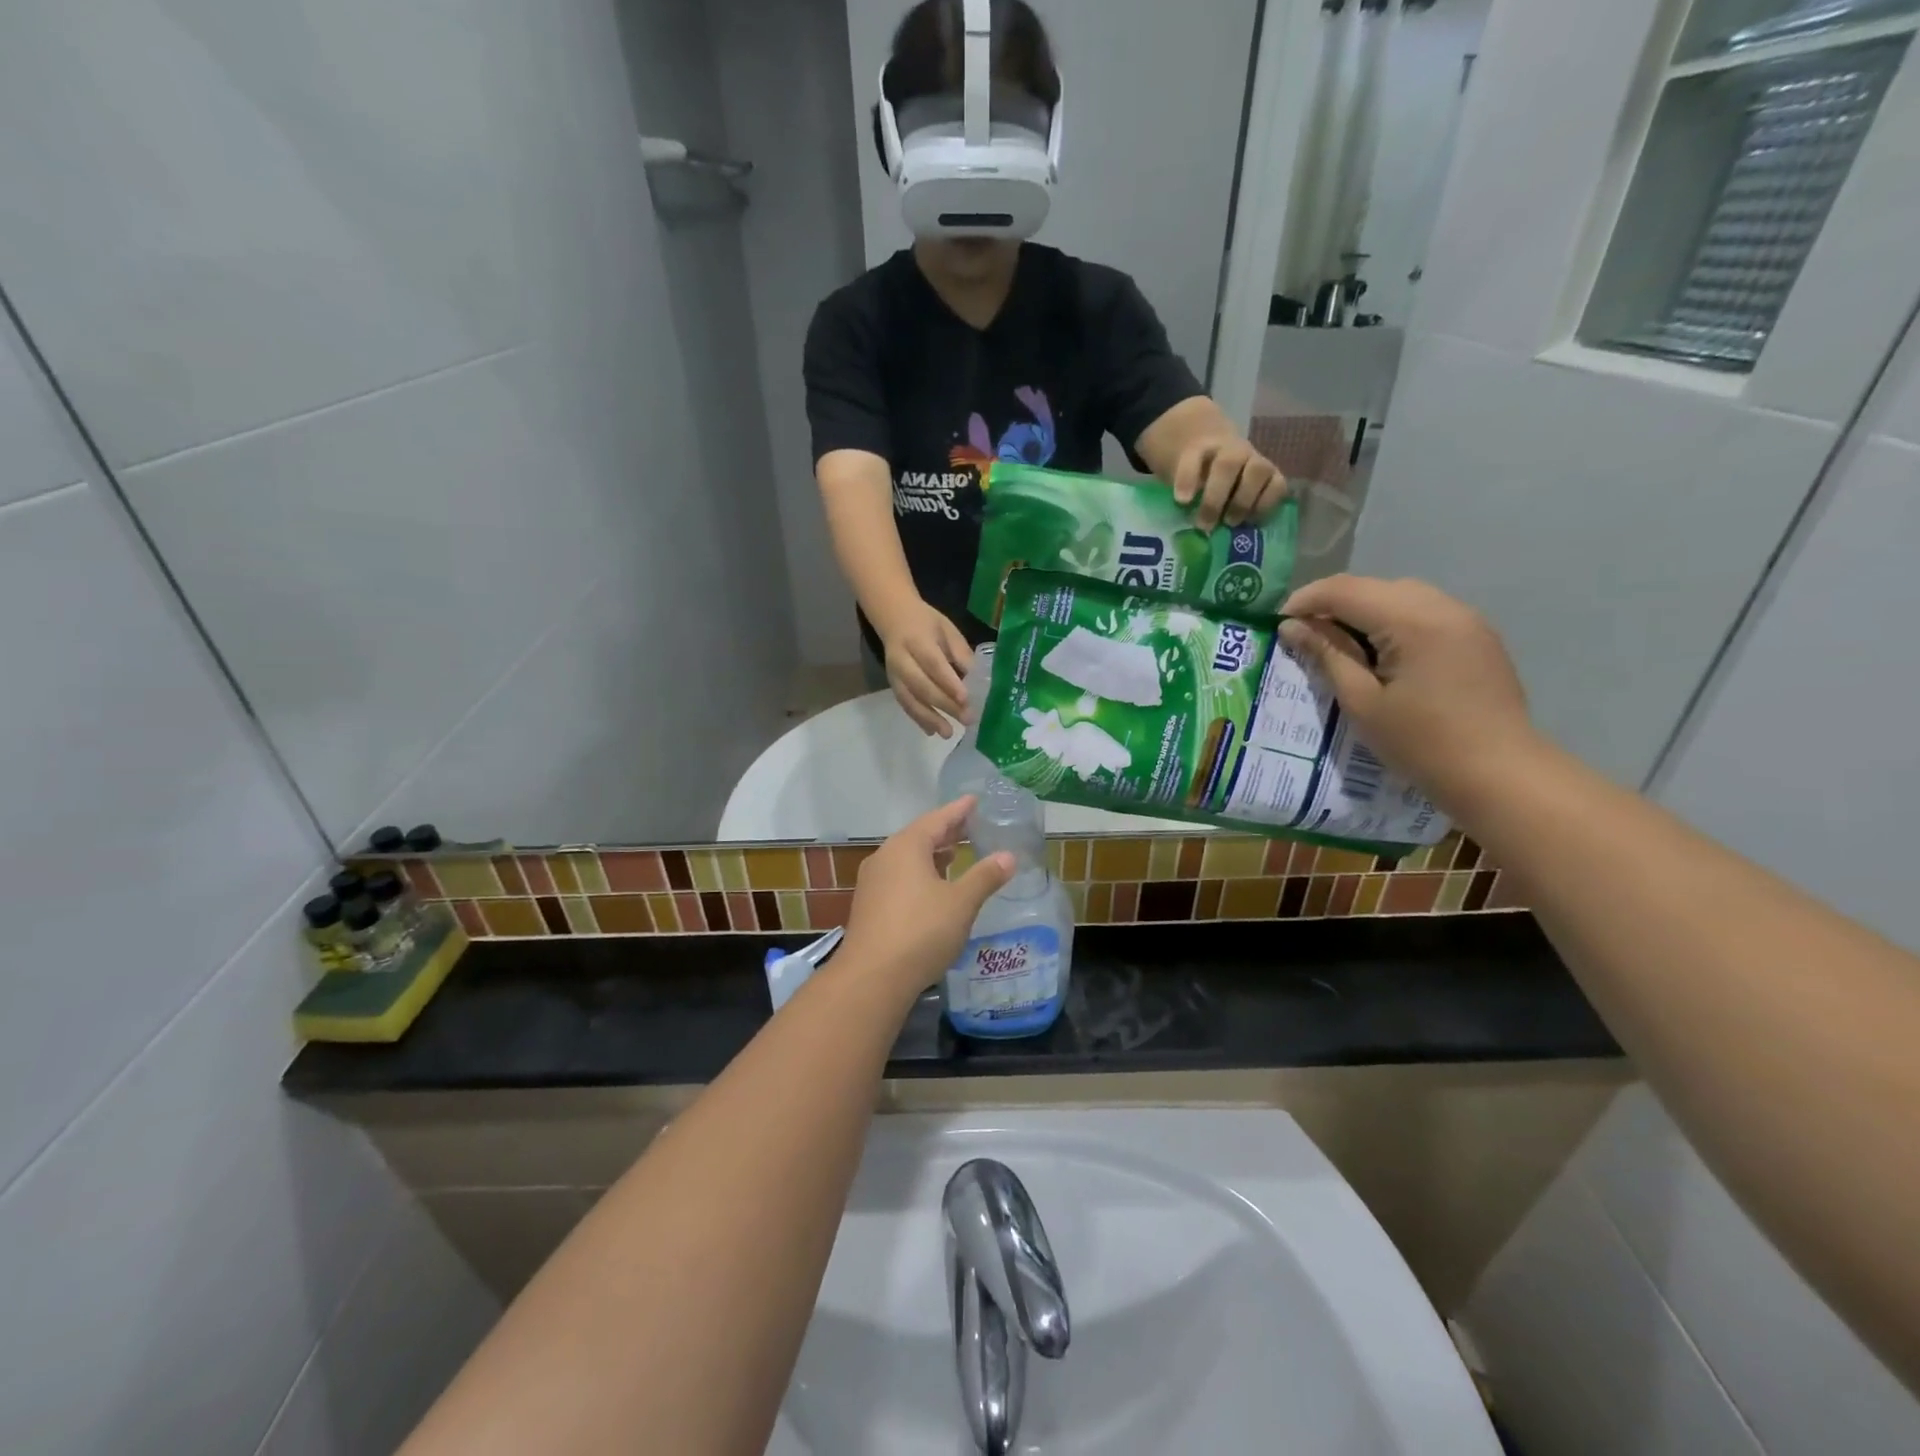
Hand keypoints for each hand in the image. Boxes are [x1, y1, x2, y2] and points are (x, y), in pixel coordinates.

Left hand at [839, 798, 1014, 996]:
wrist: (872, 977)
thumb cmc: (921, 931)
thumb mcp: (961, 903)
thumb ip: (984, 877)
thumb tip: (1008, 856)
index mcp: (906, 847)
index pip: (937, 819)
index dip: (958, 810)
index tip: (974, 800)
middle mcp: (885, 857)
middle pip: (919, 836)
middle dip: (945, 832)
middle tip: (970, 825)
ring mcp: (873, 882)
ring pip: (907, 858)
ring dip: (931, 854)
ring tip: (954, 854)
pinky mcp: (869, 905)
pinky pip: (899, 877)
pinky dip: (919, 873)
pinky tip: (932, 887)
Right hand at [881, 600, 973, 736]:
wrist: (894, 619)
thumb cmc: (927, 624)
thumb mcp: (947, 630)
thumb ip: (961, 653)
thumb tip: (978, 680)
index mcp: (917, 640)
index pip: (933, 664)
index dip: (949, 683)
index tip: (966, 699)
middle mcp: (902, 659)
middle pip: (922, 685)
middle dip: (944, 704)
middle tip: (967, 718)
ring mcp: (894, 675)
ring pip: (910, 699)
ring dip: (929, 718)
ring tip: (948, 733)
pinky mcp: (893, 686)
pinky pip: (905, 705)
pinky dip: (918, 719)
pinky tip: (932, 731)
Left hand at [1172, 436, 1288, 530]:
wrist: (1221, 457)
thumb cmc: (1199, 477)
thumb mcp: (1183, 482)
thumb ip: (1182, 496)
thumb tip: (1184, 523)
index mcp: (1202, 449)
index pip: (1193, 457)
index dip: (1186, 478)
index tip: (1181, 501)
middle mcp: (1233, 450)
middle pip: (1227, 464)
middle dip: (1215, 499)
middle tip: (1204, 525)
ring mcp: (1255, 460)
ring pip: (1258, 471)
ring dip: (1243, 501)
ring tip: (1230, 523)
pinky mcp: (1273, 475)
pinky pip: (1278, 486)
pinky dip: (1266, 505)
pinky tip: (1251, 522)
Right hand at [1279, 575, 1536, 809]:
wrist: (1500, 773)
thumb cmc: (1421, 743)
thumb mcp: (1361, 701)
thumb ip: (1327, 655)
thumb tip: (1292, 626)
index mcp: (1412, 620)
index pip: (1345, 590)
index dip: (1306, 600)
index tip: (1278, 624)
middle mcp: (1442, 606)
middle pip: (1373, 586)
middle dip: (1333, 604)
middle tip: (1303, 635)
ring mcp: (1466, 618)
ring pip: (1399, 596)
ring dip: (1362, 611)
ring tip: (1336, 643)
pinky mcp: (1476, 635)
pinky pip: (1423, 612)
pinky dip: (1391, 621)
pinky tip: (1378, 652)